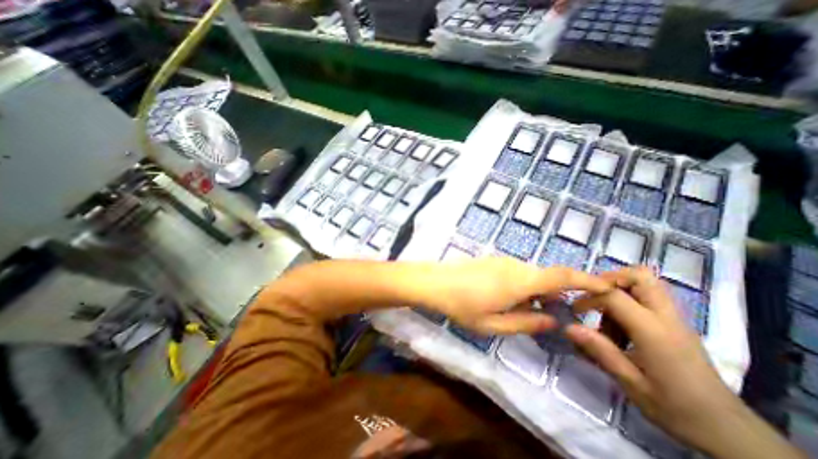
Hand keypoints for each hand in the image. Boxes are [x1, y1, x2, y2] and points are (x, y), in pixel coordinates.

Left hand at [416, 259, 613, 336]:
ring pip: (531, 275)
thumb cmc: (462, 306)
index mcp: (521, 281)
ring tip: (526, 312)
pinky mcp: (493, 261)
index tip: (606, 287)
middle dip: (557, 294)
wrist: (435, 282)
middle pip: (547, 277)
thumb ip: (527, 322)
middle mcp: (516, 266)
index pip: (562, 275)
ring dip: (537, 292)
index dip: (587, 279)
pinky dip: (523, 286)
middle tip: (553, 316)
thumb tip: (554, 320)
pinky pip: (517, 273)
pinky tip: (508, 300)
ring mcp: (503, 261)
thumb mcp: (494, 324)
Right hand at [570, 269, 745, 454]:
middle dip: (610, 279)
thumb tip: (568, 327)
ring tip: (606, 315)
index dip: (589, 298)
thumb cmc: (676, 408)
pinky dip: (629, 300)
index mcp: (654, 331)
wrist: (730, 432)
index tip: (575, 311)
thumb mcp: (632, 384)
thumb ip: (600, 351)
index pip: (614, 296)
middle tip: (593, 296)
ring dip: (619, 289)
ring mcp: (675, 320)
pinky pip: (649, 297)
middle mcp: (666, 318)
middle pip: (640, 276)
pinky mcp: (675, 325)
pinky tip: (621, 327)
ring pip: (646, 283)